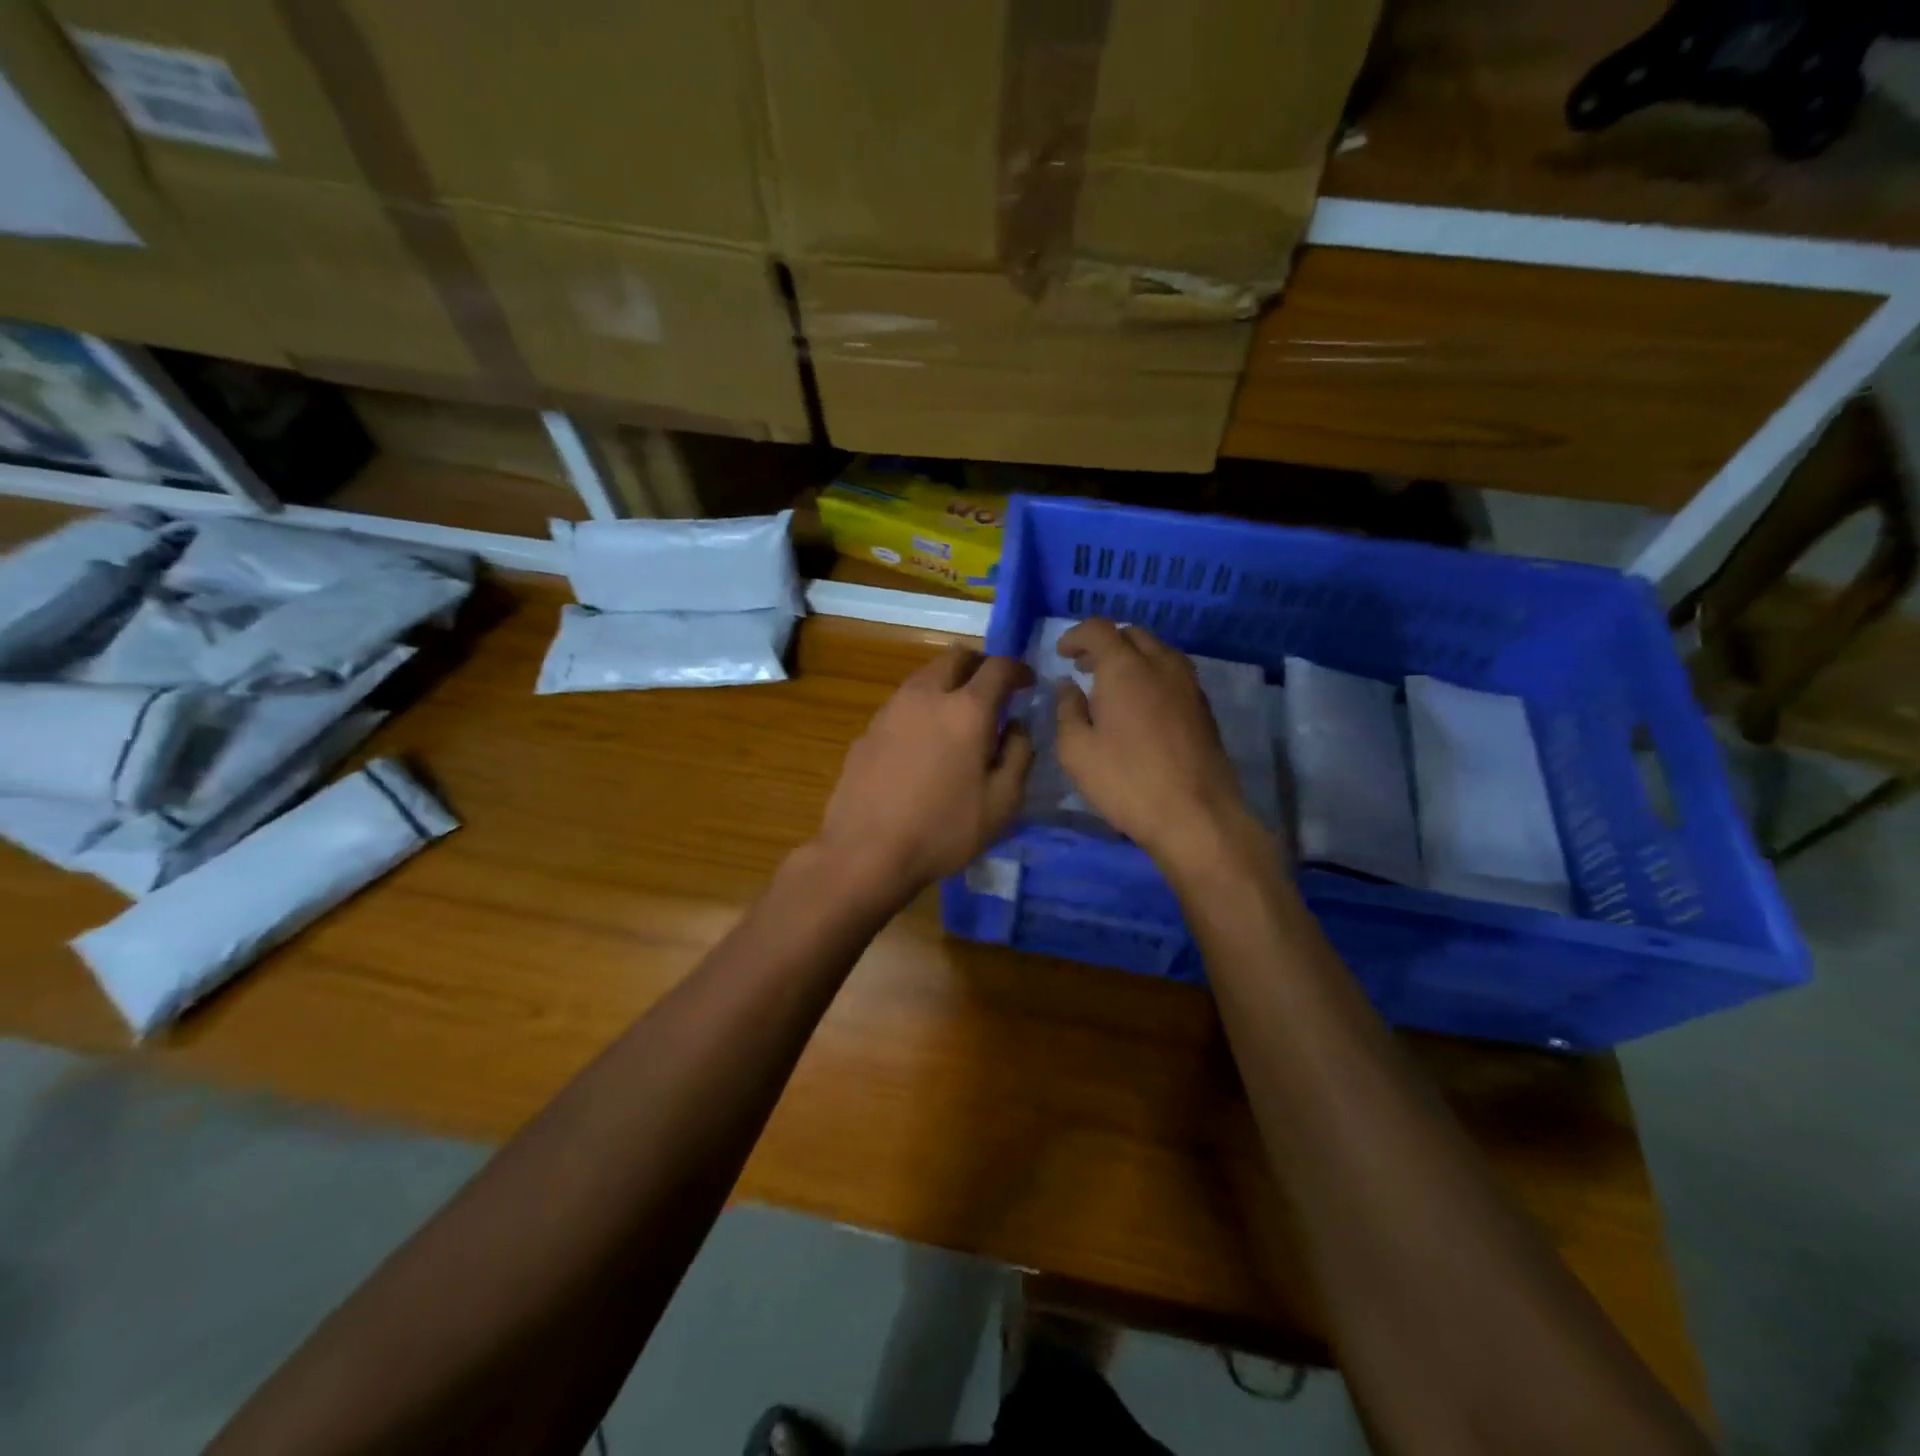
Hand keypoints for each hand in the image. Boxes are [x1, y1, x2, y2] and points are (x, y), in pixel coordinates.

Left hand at [815, 645, 1034, 903]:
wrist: (865, 851)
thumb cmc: (943, 829)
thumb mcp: (1002, 803)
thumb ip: (1019, 755)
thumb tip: (1017, 726)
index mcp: (966, 709)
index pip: (998, 667)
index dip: (1018, 669)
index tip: (1027, 683)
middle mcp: (926, 696)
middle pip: (955, 657)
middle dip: (979, 665)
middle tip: (991, 690)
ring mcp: (891, 709)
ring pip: (924, 676)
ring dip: (947, 683)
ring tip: (957, 716)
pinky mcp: (868, 729)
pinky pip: (902, 704)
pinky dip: (921, 708)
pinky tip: (923, 742)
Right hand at [1053, 620, 1272, 872]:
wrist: (1196, 815)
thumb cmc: (1127, 781)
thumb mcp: (1076, 751)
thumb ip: (1067, 710)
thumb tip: (1069, 686)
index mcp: (1125, 668)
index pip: (1099, 629)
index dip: (1076, 635)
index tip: (1062, 654)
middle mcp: (1161, 664)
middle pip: (1132, 634)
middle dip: (1105, 643)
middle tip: (1085, 667)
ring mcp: (1188, 685)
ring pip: (1158, 651)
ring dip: (1132, 657)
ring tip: (1113, 685)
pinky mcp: (1203, 708)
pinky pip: (1173, 674)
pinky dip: (1152, 675)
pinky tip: (1141, 705)